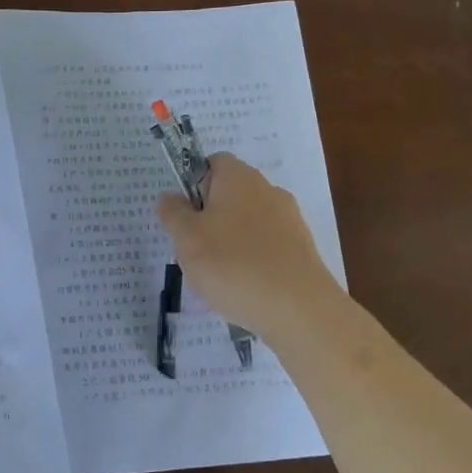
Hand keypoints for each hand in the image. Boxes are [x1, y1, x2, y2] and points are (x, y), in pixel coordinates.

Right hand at [157, 154, 340, 338]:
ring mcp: (289, 220)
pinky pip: (266, 248)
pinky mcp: (301, 250)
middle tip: (194, 250)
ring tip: (218, 277)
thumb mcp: (187, 238)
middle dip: (210, 219)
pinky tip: (244, 289)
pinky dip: (252, 262)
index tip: (183, 216)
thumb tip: (170, 196)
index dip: (193, 185)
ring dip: (230, 243)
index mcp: (239, 178)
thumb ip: (174, 213)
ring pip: (248, 224)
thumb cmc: (232, 264)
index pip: (212, 163)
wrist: (297, 309)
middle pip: (230, 195)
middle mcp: (268, 190)